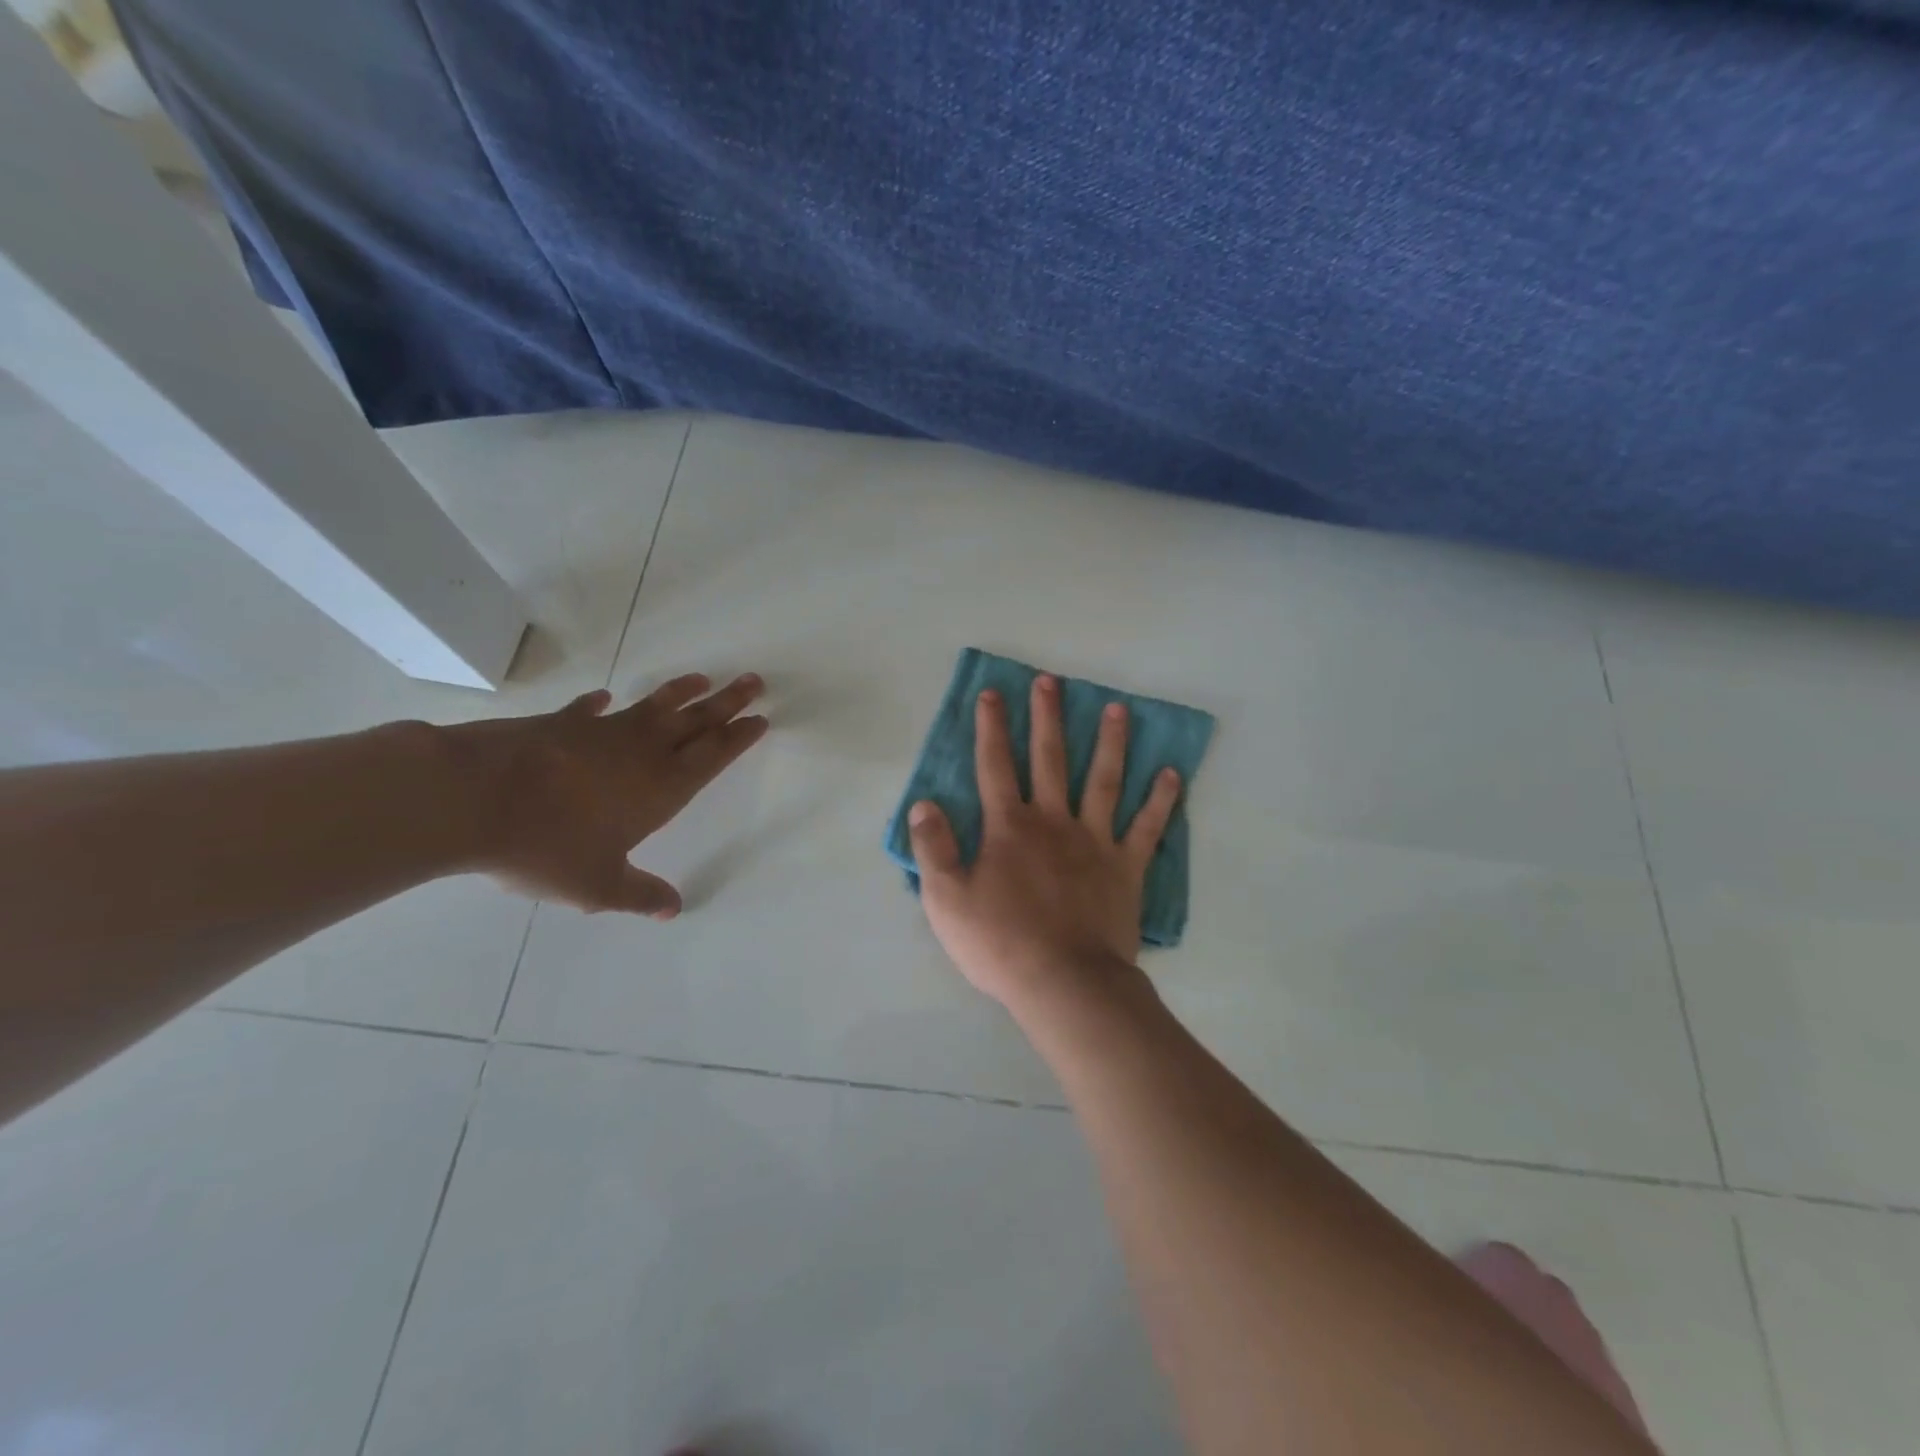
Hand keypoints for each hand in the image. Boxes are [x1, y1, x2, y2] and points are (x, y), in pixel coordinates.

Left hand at [449, 673, 766, 917]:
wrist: (474, 798)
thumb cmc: (548, 845)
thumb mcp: (598, 885)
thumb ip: (639, 894)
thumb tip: (674, 910)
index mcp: (662, 787)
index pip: (713, 755)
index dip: (739, 737)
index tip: (760, 719)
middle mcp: (642, 752)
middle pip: (696, 721)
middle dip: (728, 703)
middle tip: (753, 682)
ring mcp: (602, 732)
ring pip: (654, 706)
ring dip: (681, 693)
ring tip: (702, 678)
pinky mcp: (560, 723)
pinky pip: (589, 710)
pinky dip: (600, 704)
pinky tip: (603, 698)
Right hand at [907, 674, 1181, 1011]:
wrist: (1064, 982)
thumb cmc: (1001, 943)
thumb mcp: (946, 899)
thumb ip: (934, 848)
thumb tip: (924, 804)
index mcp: (1009, 827)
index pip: (995, 766)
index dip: (991, 728)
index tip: (992, 694)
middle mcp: (1053, 821)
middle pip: (1050, 759)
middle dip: (1047, 718)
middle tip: (1051, 681)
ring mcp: (1095, 841)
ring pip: (1104, 780)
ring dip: (1110, 742)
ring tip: (1117, 708)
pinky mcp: (1126, 867)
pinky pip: (1147, 827)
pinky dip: (1160, 800)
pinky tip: (1171, 773)